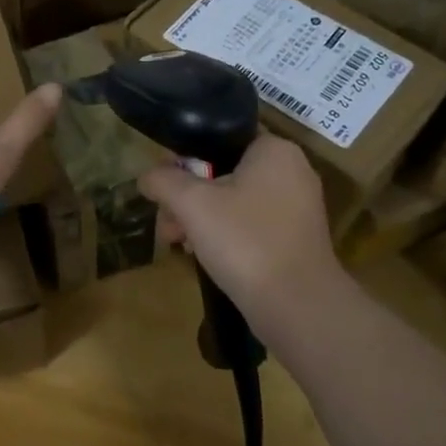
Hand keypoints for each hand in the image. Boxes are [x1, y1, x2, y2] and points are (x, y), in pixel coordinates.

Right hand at [139, 134, 353, 357]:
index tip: (164, 186)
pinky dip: (226, 235)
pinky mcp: (296, 239)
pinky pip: (251, 224)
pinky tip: (204, 256)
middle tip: (167, 223)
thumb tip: (147, 177)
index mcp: (274, 150)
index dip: (184, 159)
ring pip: (234, 201)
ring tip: (179, 244)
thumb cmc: (245, 241)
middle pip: (223, 172)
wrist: (297, 306)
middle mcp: (292, 171)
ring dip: (201, 219)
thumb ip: (164, 180)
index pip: (218, 139)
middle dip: (188, 198)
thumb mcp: (192, 203)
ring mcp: (297, 207)